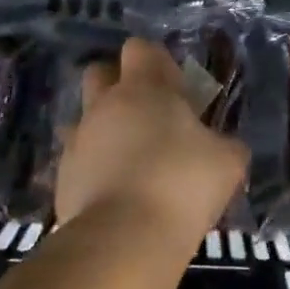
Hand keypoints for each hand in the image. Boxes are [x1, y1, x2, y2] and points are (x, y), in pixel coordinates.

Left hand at [55, 38, 248, 243]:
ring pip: (84, 117)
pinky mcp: (62, 177)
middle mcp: (104, 104)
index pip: (140, 48)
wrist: (124, 240)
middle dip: (118, 85)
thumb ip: (225, 144)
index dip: (157, 62)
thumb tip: (222, 146)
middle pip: (100, 72)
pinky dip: (93, 168)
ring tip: (130, 160)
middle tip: (147, 115)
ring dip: (104, 129)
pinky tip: (114, 194)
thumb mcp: (228, 161)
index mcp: (144, 88)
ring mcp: (78, 140)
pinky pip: (77, 159)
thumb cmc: (182, 184)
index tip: (175, 88)